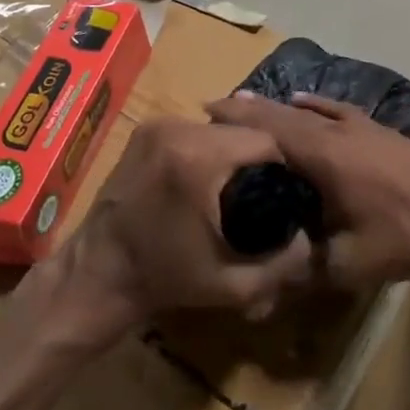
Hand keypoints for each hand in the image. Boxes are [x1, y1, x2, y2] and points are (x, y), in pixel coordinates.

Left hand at [52, 117, 314, 343]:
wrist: (96, 274)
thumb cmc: (165, 280)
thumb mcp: (232, 285)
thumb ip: (282, 263)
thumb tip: (312, 238)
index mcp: (199, 158)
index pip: (264, 140)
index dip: (284, 165)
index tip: (288, 192)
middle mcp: (178, 129)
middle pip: (241, 131)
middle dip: (259, 157)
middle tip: (266, 190)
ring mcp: (158, 125)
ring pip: (218, 128)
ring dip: (233, 151)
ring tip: (239, 184)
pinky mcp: (145, 129)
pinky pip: (194, 130)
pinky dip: (208, 148)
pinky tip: (209, 176)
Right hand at [205, 93, 409, 291]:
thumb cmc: (404, 236)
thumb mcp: (349, 264)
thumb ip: (307, 267)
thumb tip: (272, 277)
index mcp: (323, 156)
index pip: (269, 129)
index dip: (236, 119)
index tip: (205, 110)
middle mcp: (336, 131)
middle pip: (283, 114)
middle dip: (248, 109)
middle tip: (215, 106)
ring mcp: (359, 127)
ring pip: (307, 110)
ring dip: (276, 107)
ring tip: (248, 102)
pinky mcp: (377, 130)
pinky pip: (335, 110)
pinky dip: (314, 105)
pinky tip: (306, 102)